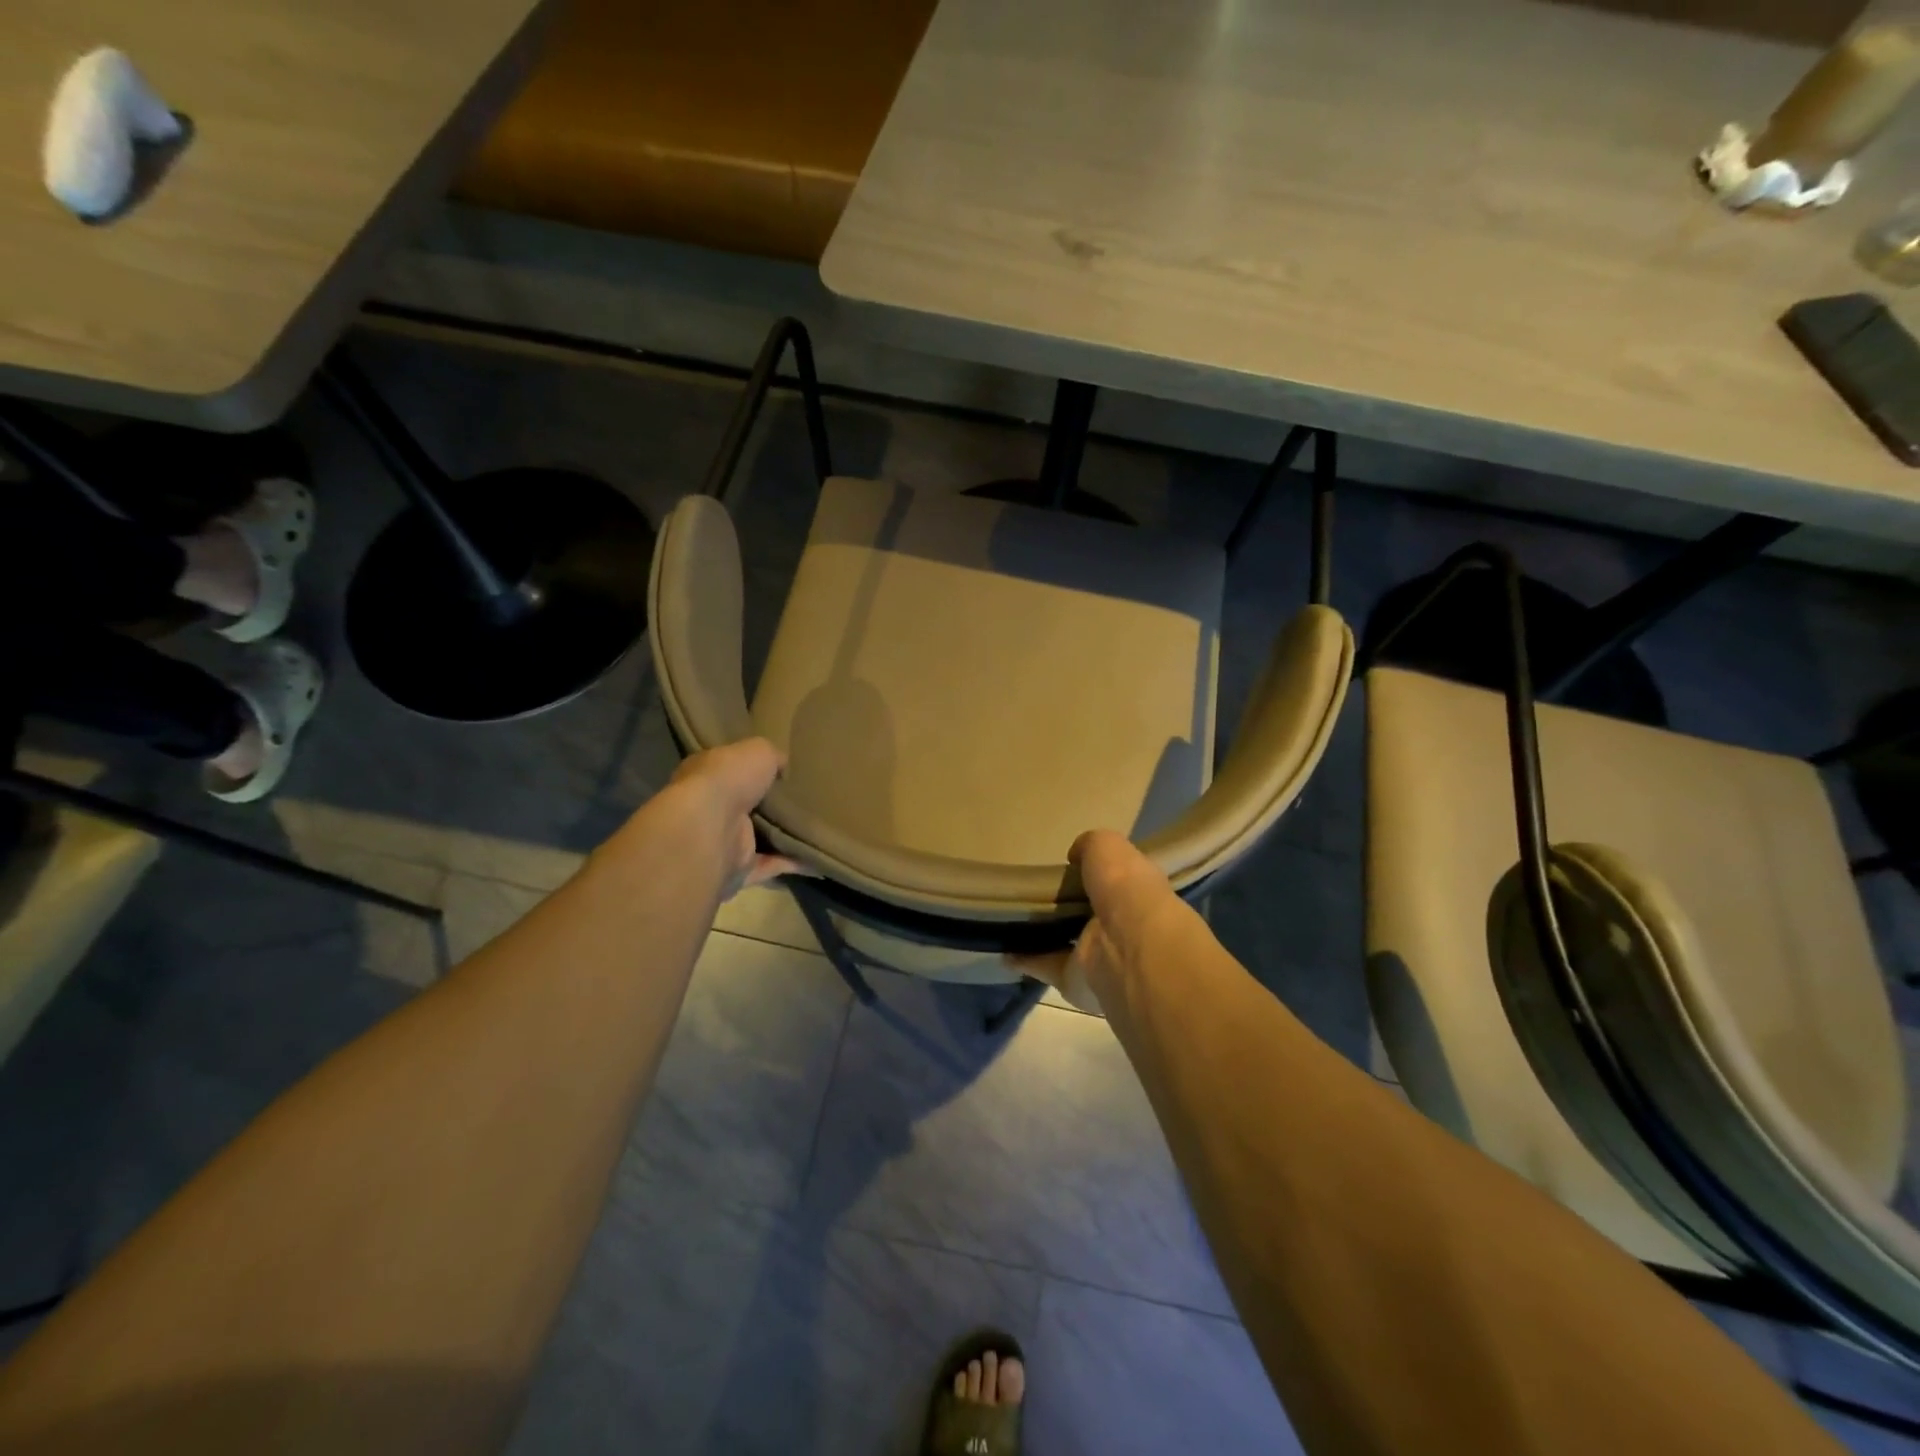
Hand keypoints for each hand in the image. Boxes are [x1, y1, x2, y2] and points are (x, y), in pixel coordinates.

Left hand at [667, 738, 812, 901]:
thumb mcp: (758, 750)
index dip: (752, 769)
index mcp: (706, 777)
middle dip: (770, 805)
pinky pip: (771, 866)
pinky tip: (819, 857)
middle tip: (807, 799)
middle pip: (746, 806)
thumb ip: (772, 756)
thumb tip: (782, 765)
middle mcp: (710, 810)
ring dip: (783, 837)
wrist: (710, 828)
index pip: (729, 770)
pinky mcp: (738, 870)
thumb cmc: (728, 779)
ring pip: (758, 838)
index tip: (783, 770)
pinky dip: (794, 864)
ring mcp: (723, 843)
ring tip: (818, 829)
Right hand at [1009, 830, 1178, 1011]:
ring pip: (1065, 941)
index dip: (1092, 873)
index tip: (1066, 866)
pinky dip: (1023, 960)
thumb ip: (1090, 846)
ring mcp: (1097, 955)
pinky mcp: (1074, 980)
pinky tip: (1002, 949)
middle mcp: (1118, 925)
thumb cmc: (1124, 887)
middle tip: (1031, 892)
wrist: (1128, 946)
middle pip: (1085, 913)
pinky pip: (1044, 966)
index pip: (1113, 881)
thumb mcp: (1108, 846)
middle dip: (1064, 904)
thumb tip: (1074, 856)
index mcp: (1133, 892)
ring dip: (1042, 934)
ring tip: (1009, 919)